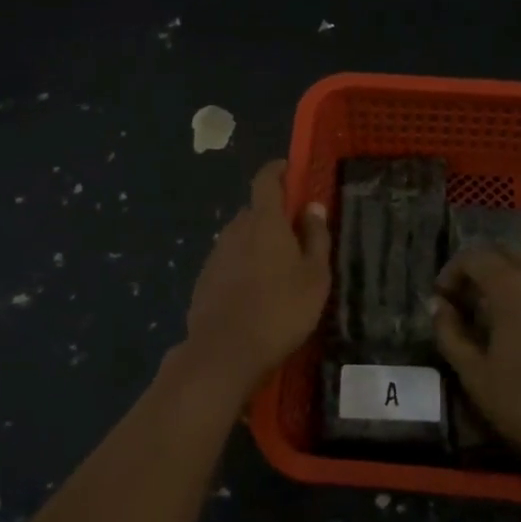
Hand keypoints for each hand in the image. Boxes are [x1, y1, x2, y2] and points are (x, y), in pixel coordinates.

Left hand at [181, 160, 329, 404]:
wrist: (224, 353)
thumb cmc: (280, 310)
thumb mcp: (315, 276)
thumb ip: (316, 237)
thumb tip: (312, 207)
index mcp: (264, 221)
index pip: (266, 180)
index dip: (277, 170)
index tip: (289, 169)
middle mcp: (236, 229)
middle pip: (255, 210)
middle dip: (274, 214)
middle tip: (295, 234)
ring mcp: (216, 254)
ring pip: (241, 237)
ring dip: (258, 242)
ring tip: (278, 269)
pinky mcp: (204, 280)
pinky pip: (229, 261)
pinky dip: (243, 265)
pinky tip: (256, 292)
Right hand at [432, 245, 520, 486]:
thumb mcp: (478, 376)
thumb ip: (451, 335)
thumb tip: (438, 305)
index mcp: (509, 285)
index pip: (472, 257)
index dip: (451, 273)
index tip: (443, 300)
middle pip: (503, 249)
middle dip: (479, 267)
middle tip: (468, 300)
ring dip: (511, 264)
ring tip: (502, 295)